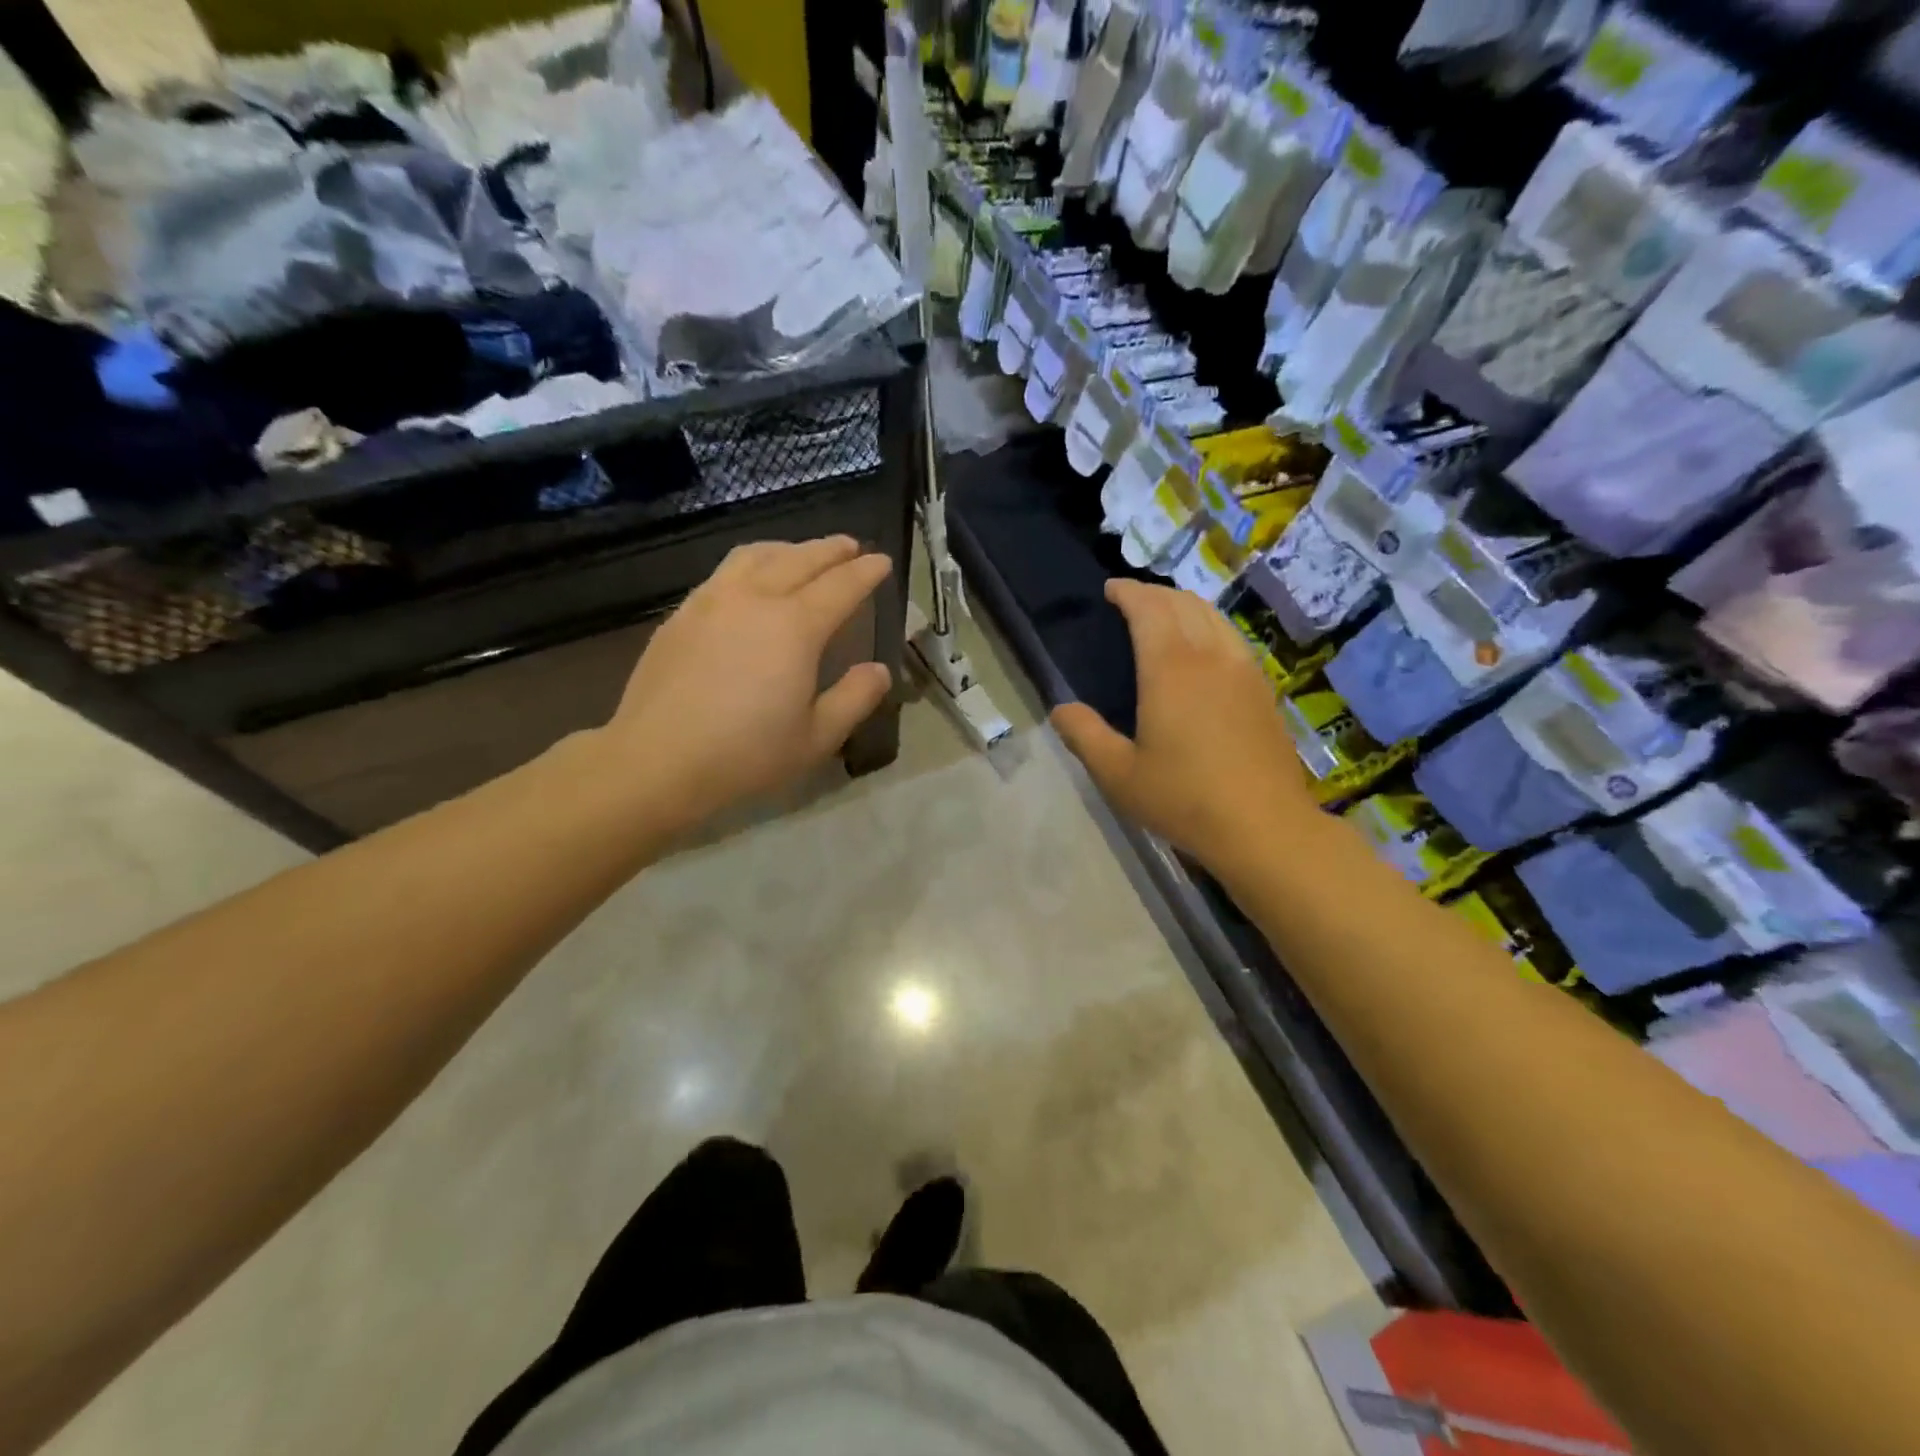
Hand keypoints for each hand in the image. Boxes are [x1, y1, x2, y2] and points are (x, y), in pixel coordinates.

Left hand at [602, 537, 892, 830]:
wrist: (657, 760)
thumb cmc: (746, 754)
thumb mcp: (816, 738)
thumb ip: (855, 698)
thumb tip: (880, 670)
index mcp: (795, 627)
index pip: (841, 586)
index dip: (866, 572)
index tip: (882, 561)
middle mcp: (755, 599)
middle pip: (800, 559)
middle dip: (832, 549)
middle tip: (852, 547)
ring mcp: (712, 601)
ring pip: (757, 554)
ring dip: (789, 548)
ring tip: (803, 554)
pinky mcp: (682, 613)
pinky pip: (725, 571)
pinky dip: (753, 563)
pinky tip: (751, 580)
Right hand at [1051, 580, 1315, 876]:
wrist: (1263, 827)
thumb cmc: (1183, 799)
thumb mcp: (1118, 774)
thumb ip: (1084, 735)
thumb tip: (1061, 709)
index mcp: (1170, 669)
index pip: (1149, 609)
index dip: (1128, 592)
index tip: (1111, 589)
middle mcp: (1210, 657)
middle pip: (1183, 604)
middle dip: (1154, 593)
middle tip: (1131, 600)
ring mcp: (1243, 671)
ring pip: (1214, 617)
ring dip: (1185, 605)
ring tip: (1166, 614)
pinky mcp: (1264, 690)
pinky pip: (1233, 638)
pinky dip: (1210, 626)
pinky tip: (1205, 648)